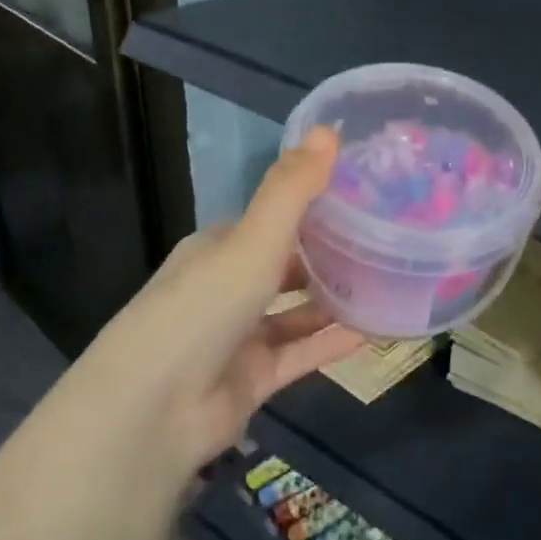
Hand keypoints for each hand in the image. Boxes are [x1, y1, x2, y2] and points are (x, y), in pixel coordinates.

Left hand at [74, 127, 366, 484]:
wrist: (153, 411)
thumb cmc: (203, 308)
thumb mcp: (251, 240)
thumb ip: (292, 189)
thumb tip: (329, 128)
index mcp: (218, 248)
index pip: (270, 219)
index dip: (312, 206)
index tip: (362, 194)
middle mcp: (227, 288)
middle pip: (285, 265)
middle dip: (328, 254)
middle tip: (385, 239)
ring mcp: (239, 337)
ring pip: (296, 312)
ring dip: (334, 300)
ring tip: (387, 283)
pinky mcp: (252, 379)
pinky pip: (301, 354)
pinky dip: (332, 343)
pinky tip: (375, 331)